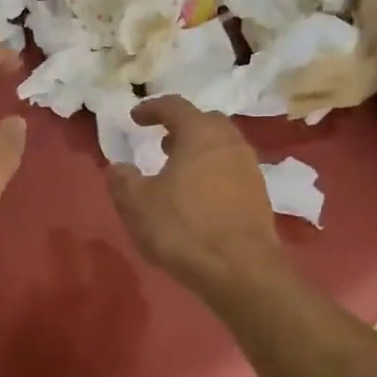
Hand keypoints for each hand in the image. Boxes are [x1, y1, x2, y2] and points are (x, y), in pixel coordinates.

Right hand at [107, 97, 281, 293]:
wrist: (241, 270)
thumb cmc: (184, 228)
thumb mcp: (136, 204)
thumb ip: (122, 180)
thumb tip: (118, 167)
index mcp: (200, 134)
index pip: (175, 106)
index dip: (152, 108)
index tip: (135, 117)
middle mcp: (230, 143)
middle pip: (205, 122)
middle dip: (181, 127)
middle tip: (160, 141)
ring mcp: (250, 169)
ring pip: (222, 147)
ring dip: (198, 151)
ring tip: (177, 170)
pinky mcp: (259, 196)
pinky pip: (231, 171)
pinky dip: (212, 173)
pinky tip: (197, 197)